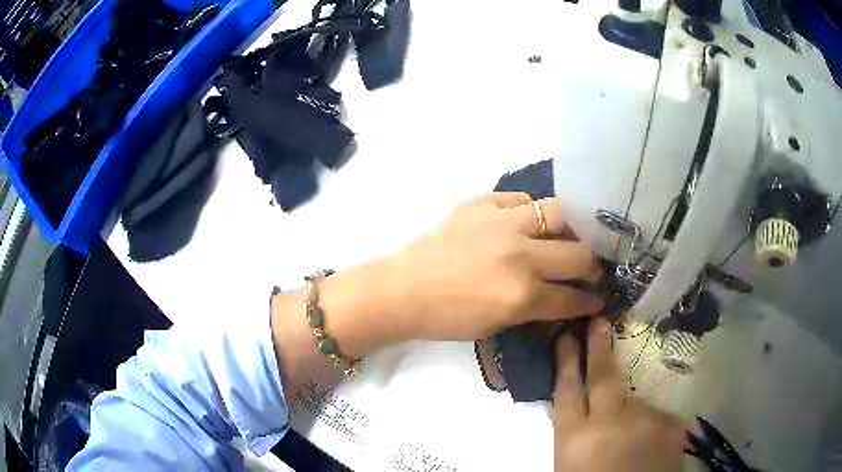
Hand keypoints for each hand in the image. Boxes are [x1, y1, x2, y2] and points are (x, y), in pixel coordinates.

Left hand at [388, 192, 603, 341]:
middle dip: (594, 265)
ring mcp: (501, 223)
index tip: (601, 295)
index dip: (592, 299)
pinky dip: (530, 211)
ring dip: (572, 228)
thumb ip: (536, 307)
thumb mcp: (498, 324)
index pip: (573, 296)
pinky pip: (521, 199)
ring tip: (572, 235)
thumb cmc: (448, 317)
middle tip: (594, 267)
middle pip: (579, 253)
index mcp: (522, 295)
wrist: (404, 289)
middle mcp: (520, 255)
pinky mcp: (481, 202)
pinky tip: (529, 220)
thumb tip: (565, 295)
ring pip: (559, 212)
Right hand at [552, 319, 686, 471]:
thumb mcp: (570, 463)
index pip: (566, 390)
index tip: (565, 336)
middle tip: (599, 320)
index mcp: (575, 438)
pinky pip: (655, 416)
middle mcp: (610, 422)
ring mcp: (644, 420)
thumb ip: (573, 432)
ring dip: (629, 412)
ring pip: (633, 400)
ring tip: (628, 438)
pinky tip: (646, 446)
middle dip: (598, 347)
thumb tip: (571, 405)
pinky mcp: (669, 424)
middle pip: (602, 377)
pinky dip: (649, 426)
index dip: (566, 361)